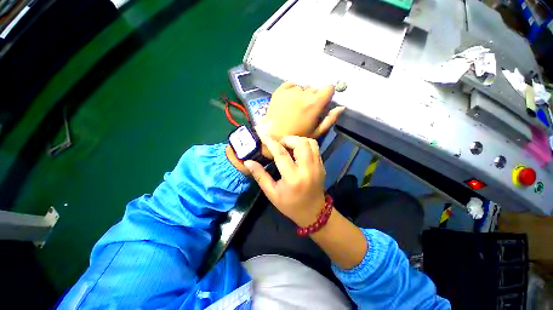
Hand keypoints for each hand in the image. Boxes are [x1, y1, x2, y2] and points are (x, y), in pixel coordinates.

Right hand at [244, 135, 325, 226]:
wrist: (313, 212)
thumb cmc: (290, 205)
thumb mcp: (272, 193)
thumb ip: (260, 176)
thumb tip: (248, 162)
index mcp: (293, 178)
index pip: (281, 154)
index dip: (271, 143)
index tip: (263, 136)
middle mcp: (307, 169)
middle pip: (300, 144)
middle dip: (287, 139)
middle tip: (278, 144)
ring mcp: (317, 166)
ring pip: (310, 142)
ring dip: (297, 140)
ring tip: (288, 145)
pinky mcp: (322, 165)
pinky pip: (315, 147)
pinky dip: (305, 144)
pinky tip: (297, 150)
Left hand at [261, 82, 344, 140]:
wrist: (273, 136)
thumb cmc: (296, 136)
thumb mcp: (316, 132)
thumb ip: (330, 119)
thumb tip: (341, 107)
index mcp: (315, 103)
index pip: (329, 87)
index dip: (328, 95)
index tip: (322, 103)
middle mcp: (303, 93)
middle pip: (315, 89)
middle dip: (314, 97)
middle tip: (306, 111)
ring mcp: (290, 91)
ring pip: (303, 87)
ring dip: (302, 95)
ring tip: (295, 108)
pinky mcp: (279, 91)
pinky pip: (291, 85)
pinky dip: (292, 90)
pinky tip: (289, 100)